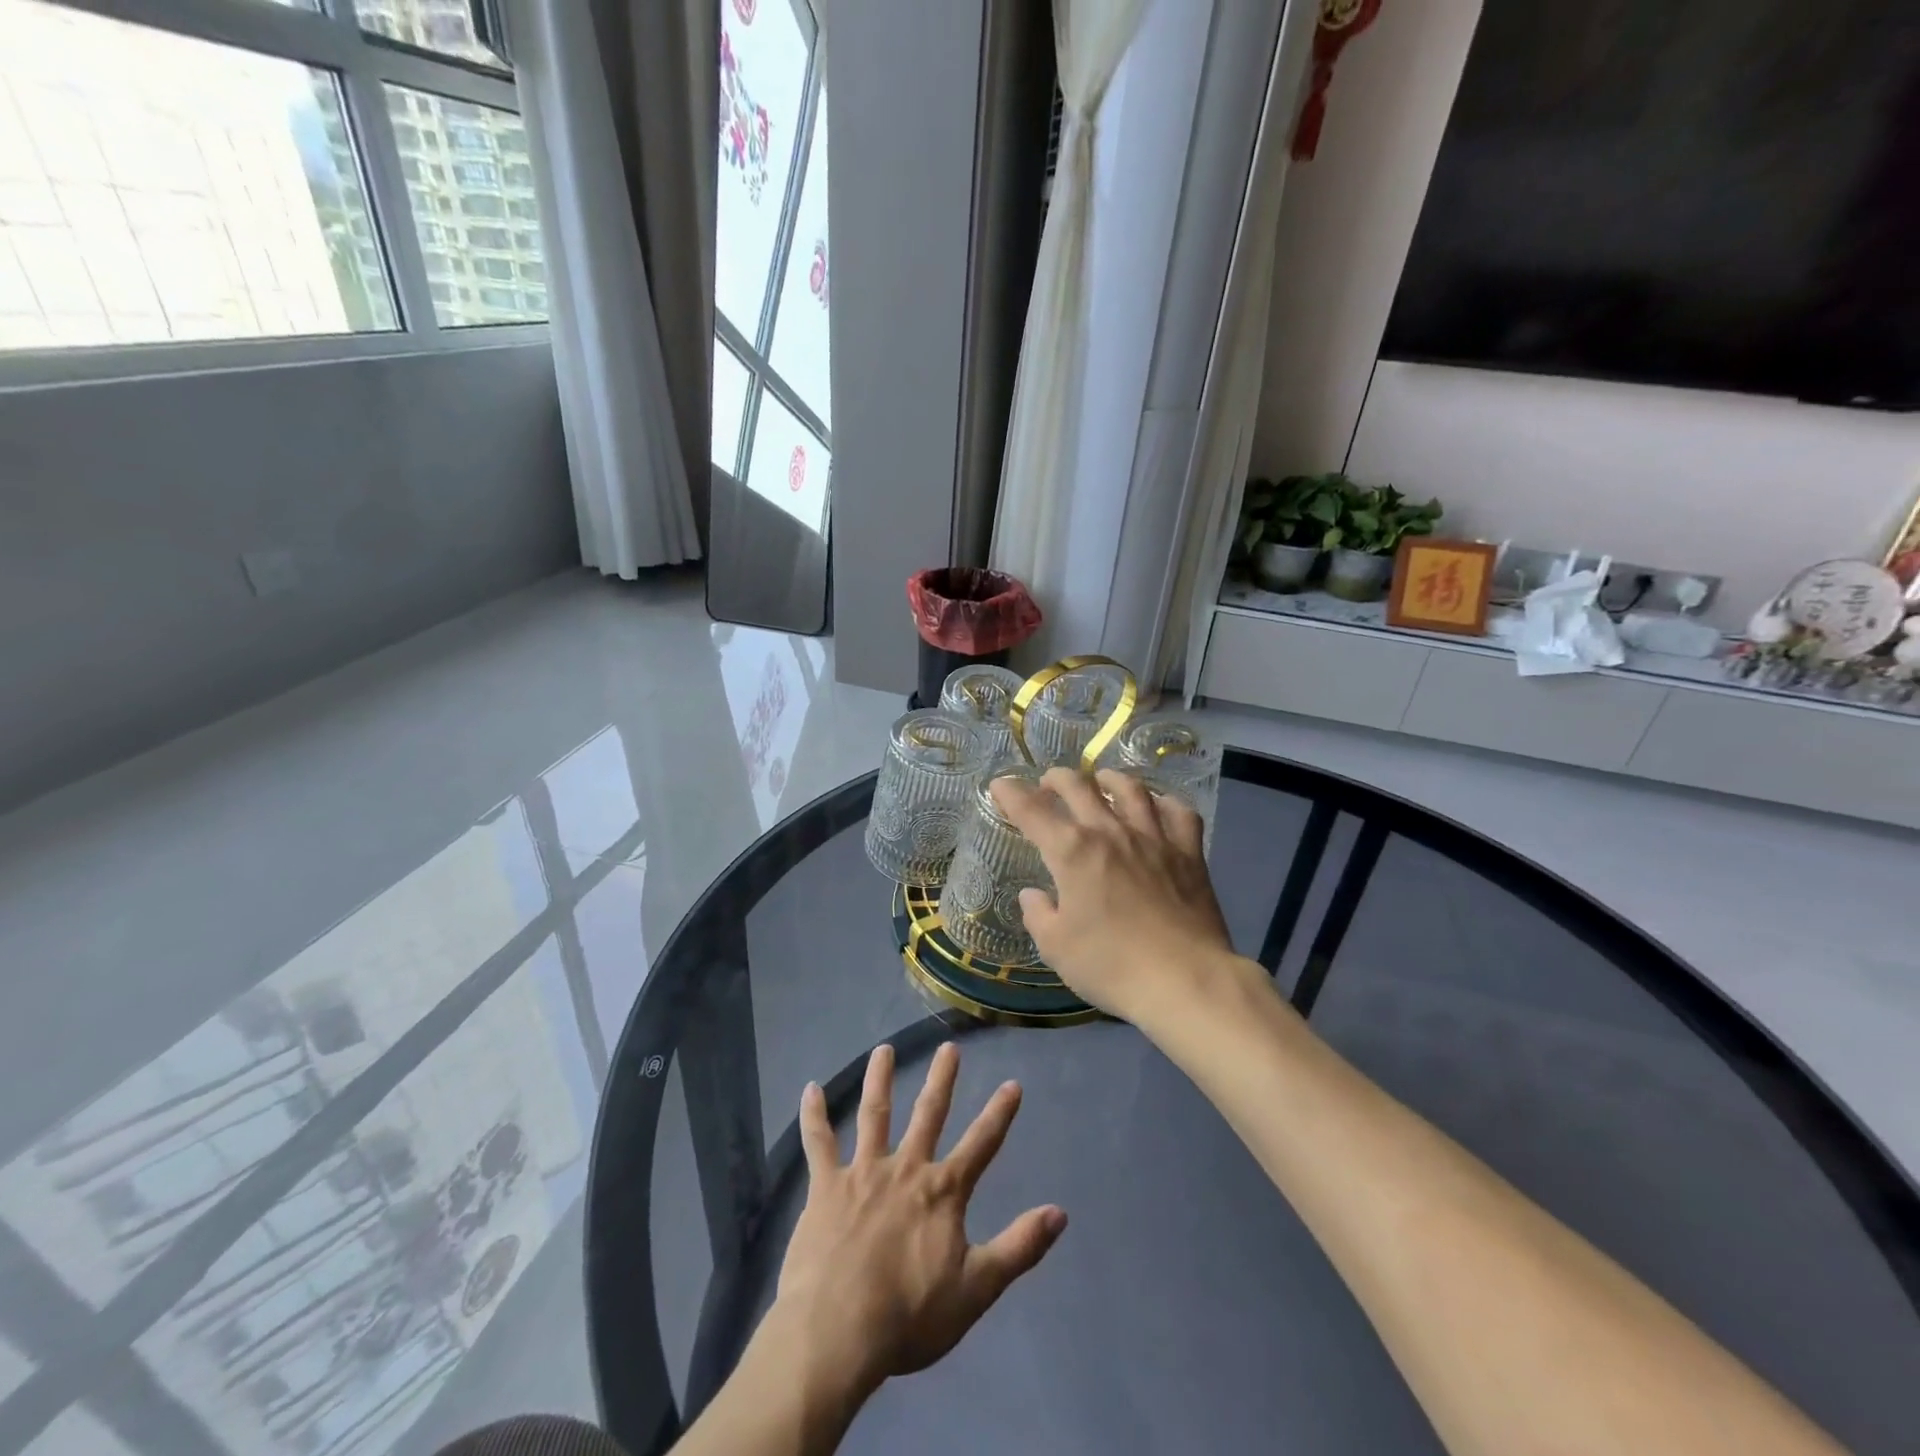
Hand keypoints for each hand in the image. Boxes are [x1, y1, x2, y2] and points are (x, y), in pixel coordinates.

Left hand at [774, 1042, 1066, 1392]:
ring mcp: (863, 1173)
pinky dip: (814, 1115)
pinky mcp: (826, 1186)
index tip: (1012, 1083)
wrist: (839, 1331)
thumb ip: (1019, 1247)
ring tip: (883, 1049)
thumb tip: (1060, 1212)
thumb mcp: (977, 1288)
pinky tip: (810, 1089)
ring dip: (880, 1080)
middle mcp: (906, 1169)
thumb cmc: (910, 1316)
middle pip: (928, 1115)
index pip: (981, 1144)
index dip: (999, 1114)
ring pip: (874, 1114)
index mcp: (942, 1192)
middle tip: (949, 1047)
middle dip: (941, 1080)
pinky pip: (818, 1143)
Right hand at [991, 766, 1242, 1022]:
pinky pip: (1180, 813)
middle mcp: (1111, 832)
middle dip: (1057, 779)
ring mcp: (1154, 838)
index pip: (1031, 810)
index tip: (1000, 785)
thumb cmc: (1111, 966)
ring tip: (1103, 780)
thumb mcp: (1056, 948)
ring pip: (1131, 789)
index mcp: (1072, 851)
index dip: (1011, 793)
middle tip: (1049, 784)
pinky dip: (1166, 803)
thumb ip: (1039, 915)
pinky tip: (1159, 806)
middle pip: (1079, 787)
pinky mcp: (1189, 853)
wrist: (1185, 980)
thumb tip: (1034, 895)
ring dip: (1110, 778)